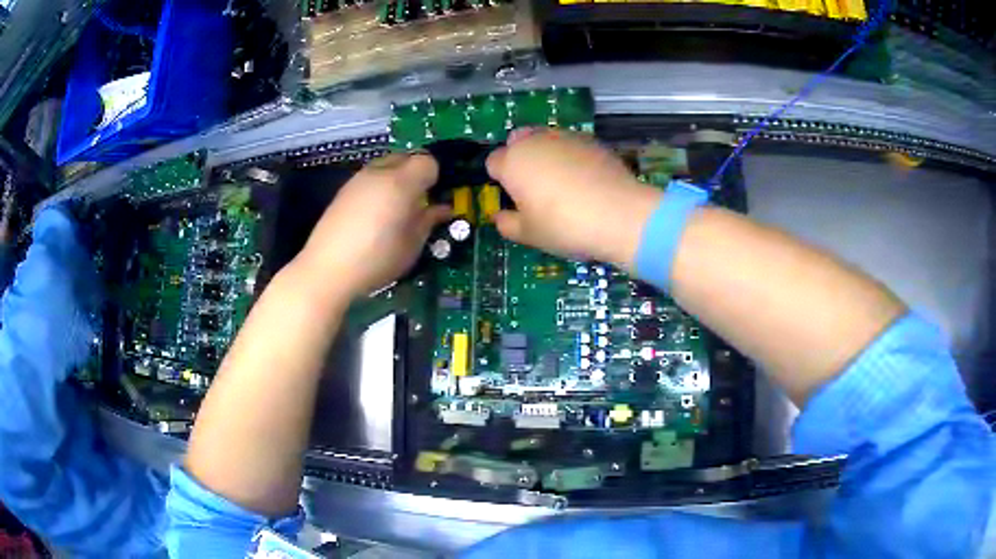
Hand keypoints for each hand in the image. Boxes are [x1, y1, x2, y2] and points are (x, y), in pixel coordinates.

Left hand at [294, 153, 449, 301]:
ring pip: (386, 165)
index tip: (436, 198)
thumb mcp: (412, 245)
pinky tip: (374, 214)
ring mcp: (359, 179)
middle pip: (407, 157)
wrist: (327, 269)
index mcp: (401, 183)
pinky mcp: (344, 190)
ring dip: (397, 178)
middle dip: (417, 173)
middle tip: (419, 201)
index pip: (429, 162)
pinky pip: (370, 177)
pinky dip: (379, 186)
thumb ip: (429, 221)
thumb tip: (442, 209)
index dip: (436, 177)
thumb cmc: (376, 260)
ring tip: (396, 208)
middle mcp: (380, 172)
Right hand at [486, 130, 662, 271]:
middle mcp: (535, 141)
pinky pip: (571, 144)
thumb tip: (500, 217)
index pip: (493, 162)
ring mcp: (566, 137)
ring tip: (562, 182)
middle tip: (534, 186)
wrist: (620, 215)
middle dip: (520, 157)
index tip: (513, 197)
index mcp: (512, 162)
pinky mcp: (592, 141)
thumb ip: (507, 224)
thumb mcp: (529, 235)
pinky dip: (572, 156)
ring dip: (546, 154)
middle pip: (518, 141)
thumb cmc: (565, 226)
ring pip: (545, 139)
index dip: (500, 179)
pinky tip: (585, 179)